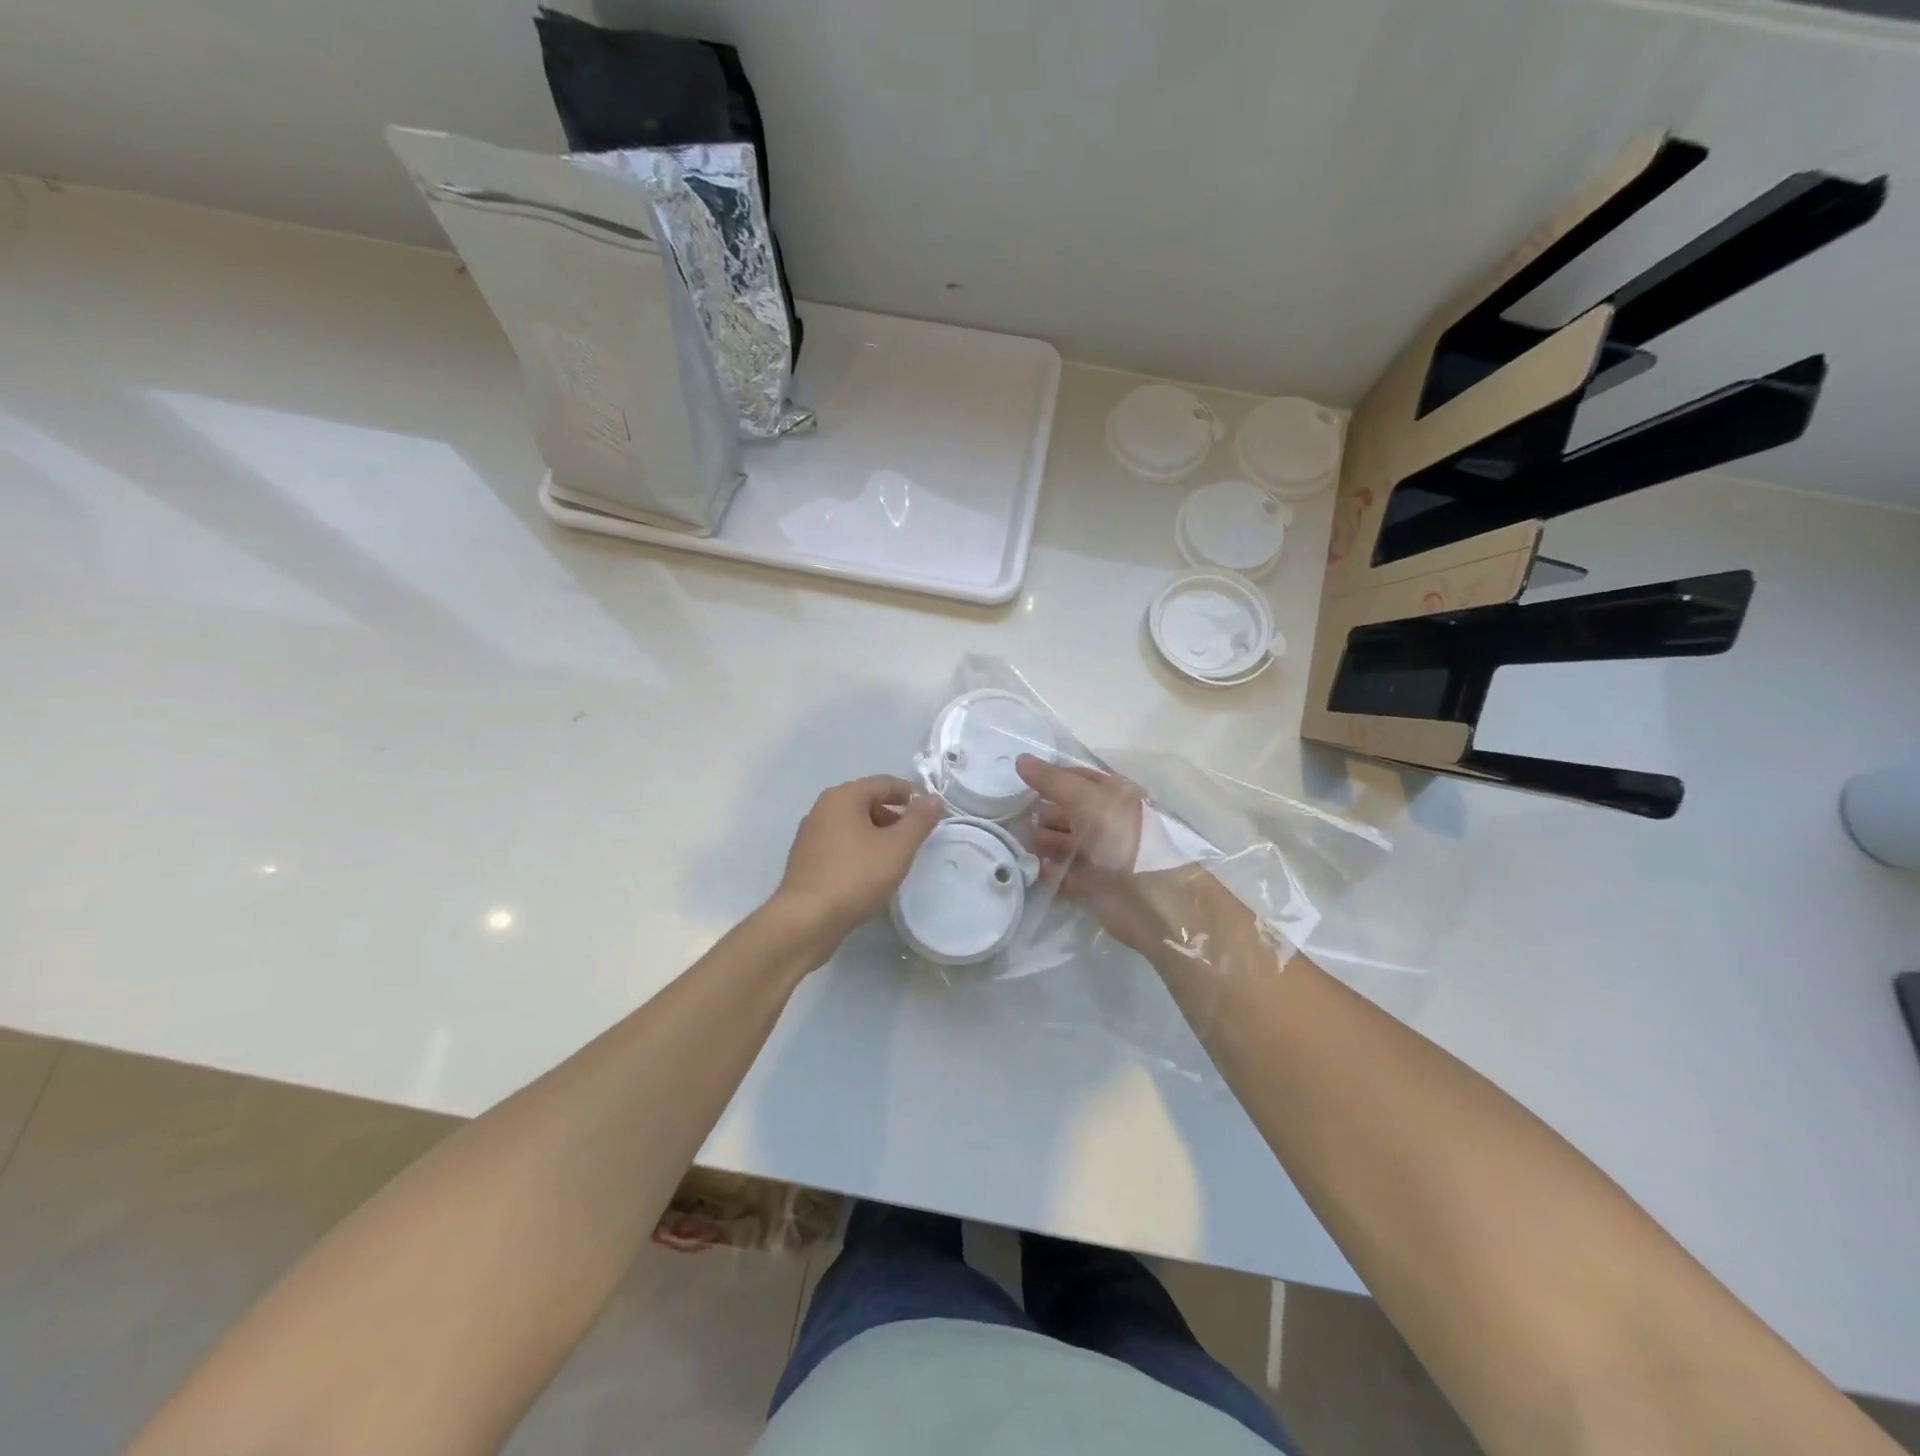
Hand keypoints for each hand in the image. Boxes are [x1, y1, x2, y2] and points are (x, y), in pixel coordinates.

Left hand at [774, 775, 943, 951]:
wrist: (806, 920)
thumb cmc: (856, 876)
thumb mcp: (898, 847)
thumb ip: (919, 820)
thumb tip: (934, 798)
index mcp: (843, 797)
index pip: (885, 783)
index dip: (912, 796)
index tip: (932, 816)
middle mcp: (822, 808)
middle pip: (867, 801)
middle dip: (895, 816)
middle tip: (916, 839)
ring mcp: (810, 834)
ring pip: (853, 824)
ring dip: (877, 835)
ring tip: (896, 859)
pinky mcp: (805, 859)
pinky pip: (840, 844)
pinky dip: (859, 850)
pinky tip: (870, 874)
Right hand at [1018, 754, 1243, 967]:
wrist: (1150, 898)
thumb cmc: (1120, 837)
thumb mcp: (1086, 798)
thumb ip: (1052, 781)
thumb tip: (1020, 760)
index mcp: (1115, 795)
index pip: (1077, 778)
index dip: (1050, 777)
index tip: (1019, 781)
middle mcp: (1109, 821)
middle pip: (1069, 811)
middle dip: (1044, 812)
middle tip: (1014, 815)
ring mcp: (1102, 854)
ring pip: (1066, 842)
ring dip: (1044, 841)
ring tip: (1022, 843)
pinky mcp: (1095, 885)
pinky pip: (1066, 873)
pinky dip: (1050, 871)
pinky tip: (1033, 868)